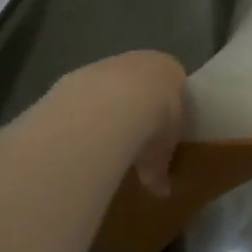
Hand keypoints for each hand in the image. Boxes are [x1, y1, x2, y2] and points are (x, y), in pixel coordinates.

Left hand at [66, 51, 184, 195]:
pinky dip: (83, 114)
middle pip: (140, 82)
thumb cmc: (153, 123)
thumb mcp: (162, 153)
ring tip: (103, 142)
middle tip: (132, 139)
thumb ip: (161, 168)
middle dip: (136, 107)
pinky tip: (80, 136)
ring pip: (109, 87)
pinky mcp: (78, 74)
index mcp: (170, 71)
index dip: (168, 109)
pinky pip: (84, 96)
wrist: (111, 105)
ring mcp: (107, 64)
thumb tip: (161, 190)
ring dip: (107, 109)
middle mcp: (140, 61)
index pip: (173, 85)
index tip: (162, 132)